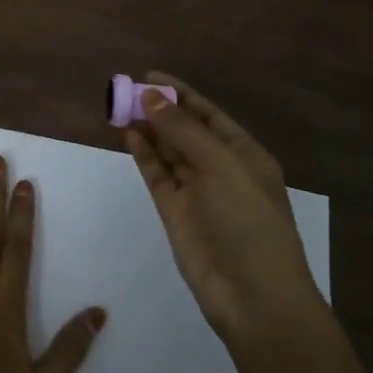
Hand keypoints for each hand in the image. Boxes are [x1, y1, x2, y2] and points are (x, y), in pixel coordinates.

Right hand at [124, 75, 323, 350]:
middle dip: (158, 109)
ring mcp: (196, 190)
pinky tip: (128, 134)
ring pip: (167, 150)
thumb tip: (150, 95)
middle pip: (184, 130)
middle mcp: (219, 168)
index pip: (208, 114)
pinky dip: (143, 154)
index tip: (148, 76)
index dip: (180, 93)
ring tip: (119, 107)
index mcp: (243, 153)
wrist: (254, 296)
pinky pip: (157, 174)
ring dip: (147, 128)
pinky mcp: (175, 211)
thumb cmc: (248, 221)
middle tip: (124, 90)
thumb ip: (183, 130)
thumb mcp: (221, 166)